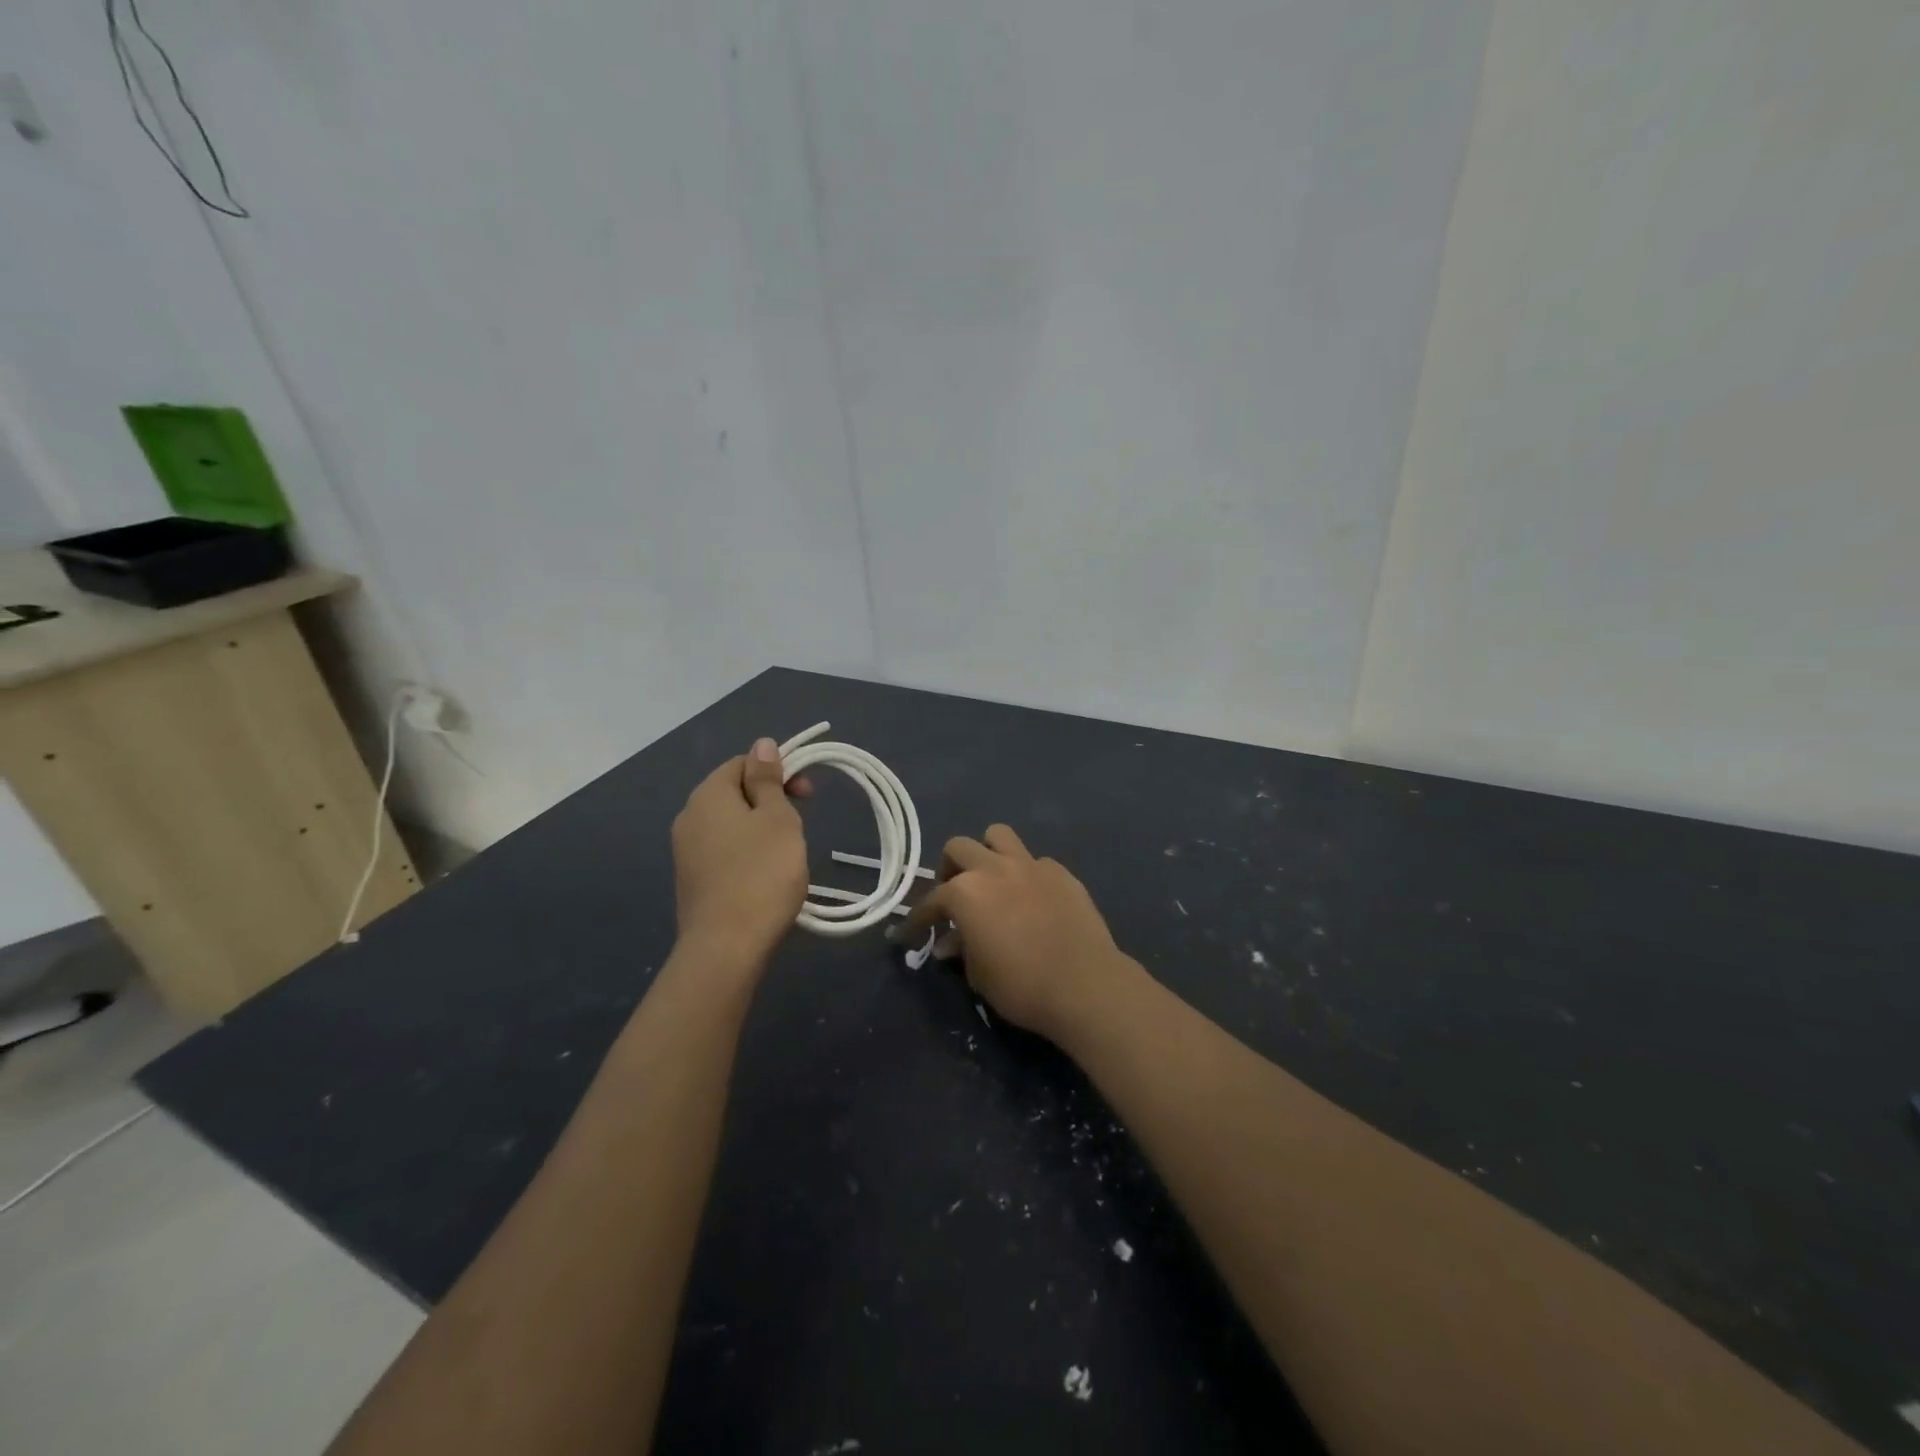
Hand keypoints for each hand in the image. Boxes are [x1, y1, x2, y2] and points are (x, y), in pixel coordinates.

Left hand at [671, 740, 810, 968]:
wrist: (727, 946)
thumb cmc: (762, 873)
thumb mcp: (777, 818)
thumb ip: (767, 779)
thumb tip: (761, 744)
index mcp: (708, 795)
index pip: (742, 763)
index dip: (778, 771)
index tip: (806, 794)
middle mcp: (689, 817)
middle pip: (733, 792)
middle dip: (770, 800)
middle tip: (800, 823)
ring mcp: (685, 851)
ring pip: (730, 824)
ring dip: (760, 828)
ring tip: (786, 852)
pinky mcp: (691, 880)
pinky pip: (722, 851)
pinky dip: (746, 853)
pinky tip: (764, 876)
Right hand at [899, 824, 1127, 1041]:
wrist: (1084, 984)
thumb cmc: (1021, 986)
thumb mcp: (979, 975)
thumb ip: (961, 950)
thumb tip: (950, 942)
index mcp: (965, 892)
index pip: (931, 900)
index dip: (918, 918)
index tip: (910, 932)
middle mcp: (993, 868)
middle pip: (959, 848)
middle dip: (950, 869)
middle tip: (954, 895)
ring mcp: (1030, 864)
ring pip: (998, 835)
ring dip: (988, 853)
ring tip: (991, 879)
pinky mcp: (1061, 872)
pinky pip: (1035, 861)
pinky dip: (1027, 874)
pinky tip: (1033, 898)